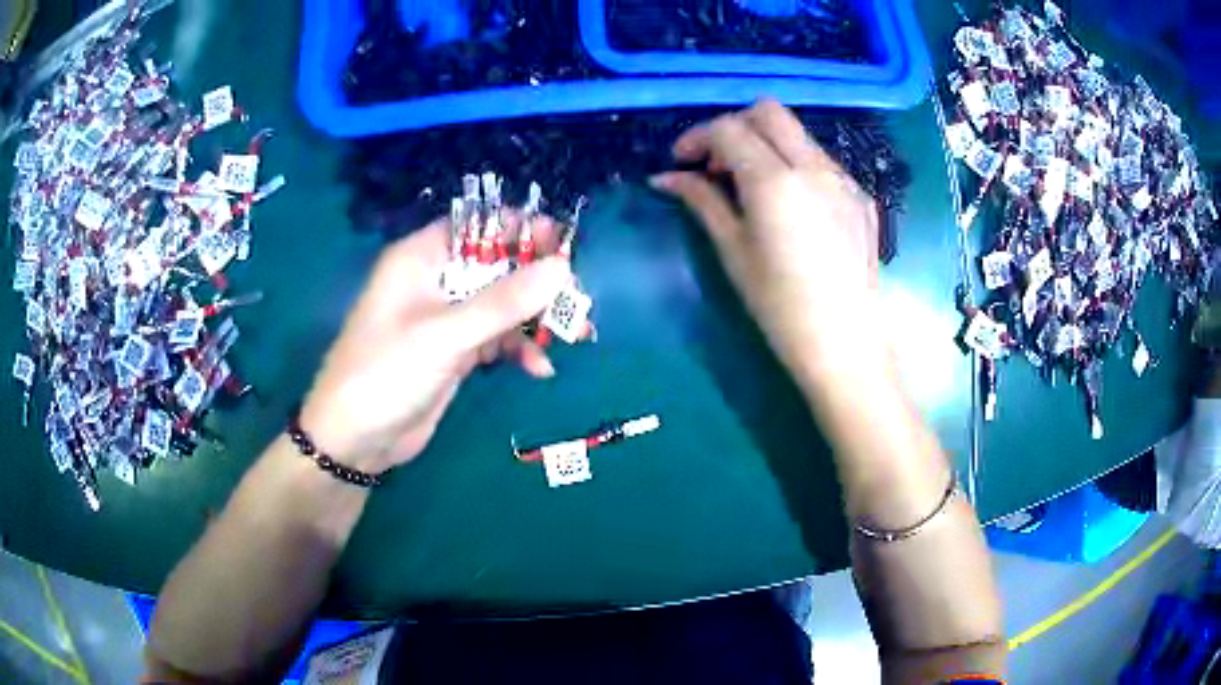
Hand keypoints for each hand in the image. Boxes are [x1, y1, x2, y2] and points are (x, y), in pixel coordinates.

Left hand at [299, 217, 570, 474]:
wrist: (356, 440)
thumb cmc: (386, 373)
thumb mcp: (445, 335)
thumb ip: (504, 302)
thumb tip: (562, 268)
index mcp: (422, 257)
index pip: (479, 226)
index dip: (521, 230)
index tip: (564, 247)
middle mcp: (436, 280)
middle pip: (497, 265)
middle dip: (539, 282)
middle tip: (577, 300)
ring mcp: (447, 318)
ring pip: (502, 304)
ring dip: (537, 319)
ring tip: (578, 336)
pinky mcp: (455, 351)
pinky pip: (497, 338)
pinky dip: (519, 349)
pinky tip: (539, 369)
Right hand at [651, 100, 882, 382]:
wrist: (845, 344)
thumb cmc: (780, 306)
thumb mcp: (733, 251)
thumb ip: (702, 201)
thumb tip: (666, 178)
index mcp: (775, 180)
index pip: (729, 129)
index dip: (697, 138)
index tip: (680, 163)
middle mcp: (814, 166)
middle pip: (768, 111)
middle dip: (734, 125)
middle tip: (715, 164)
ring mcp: (843, 179)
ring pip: (797, 134)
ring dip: (766, 144)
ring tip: (750, 187)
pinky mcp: (861, 197)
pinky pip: (821, 161)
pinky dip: (795, 165)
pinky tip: (789, 206)